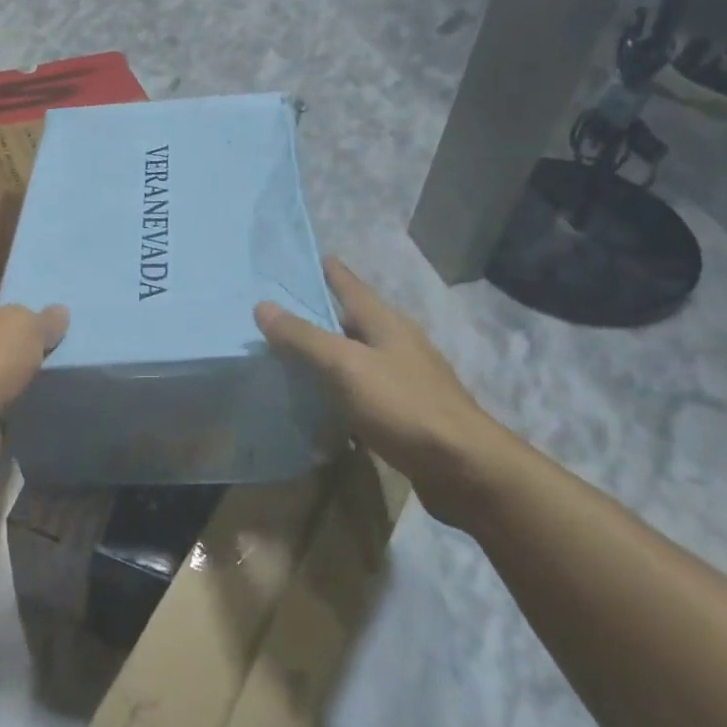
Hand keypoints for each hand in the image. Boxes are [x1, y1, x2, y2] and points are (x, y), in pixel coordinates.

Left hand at [0, 285, 66, 428]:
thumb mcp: (27, 325)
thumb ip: (45, 319)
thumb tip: (59, 312)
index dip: (20, 299)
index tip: (46, 310)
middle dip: (17, 339)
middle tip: (51, 342)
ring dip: (13, 374)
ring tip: (47, 373)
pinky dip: (10, 400)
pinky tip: (33, 399)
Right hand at [255, 257, 520, 529]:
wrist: (464, 468)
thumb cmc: (403, 405)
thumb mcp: (346, 366)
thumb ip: (304, 337)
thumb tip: (262, 306)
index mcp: (386, 324)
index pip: (352, 287)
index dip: (331, 272)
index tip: (311, 257)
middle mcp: (398, 346)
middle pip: (354, 322)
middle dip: (323, 315)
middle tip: (284, 312)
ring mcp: (405, 381)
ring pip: (358, 359)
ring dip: (330, 356)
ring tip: (293, 357)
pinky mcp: (406, 415)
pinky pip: (363, 393)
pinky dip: (340, 392)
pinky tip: (321, 405)